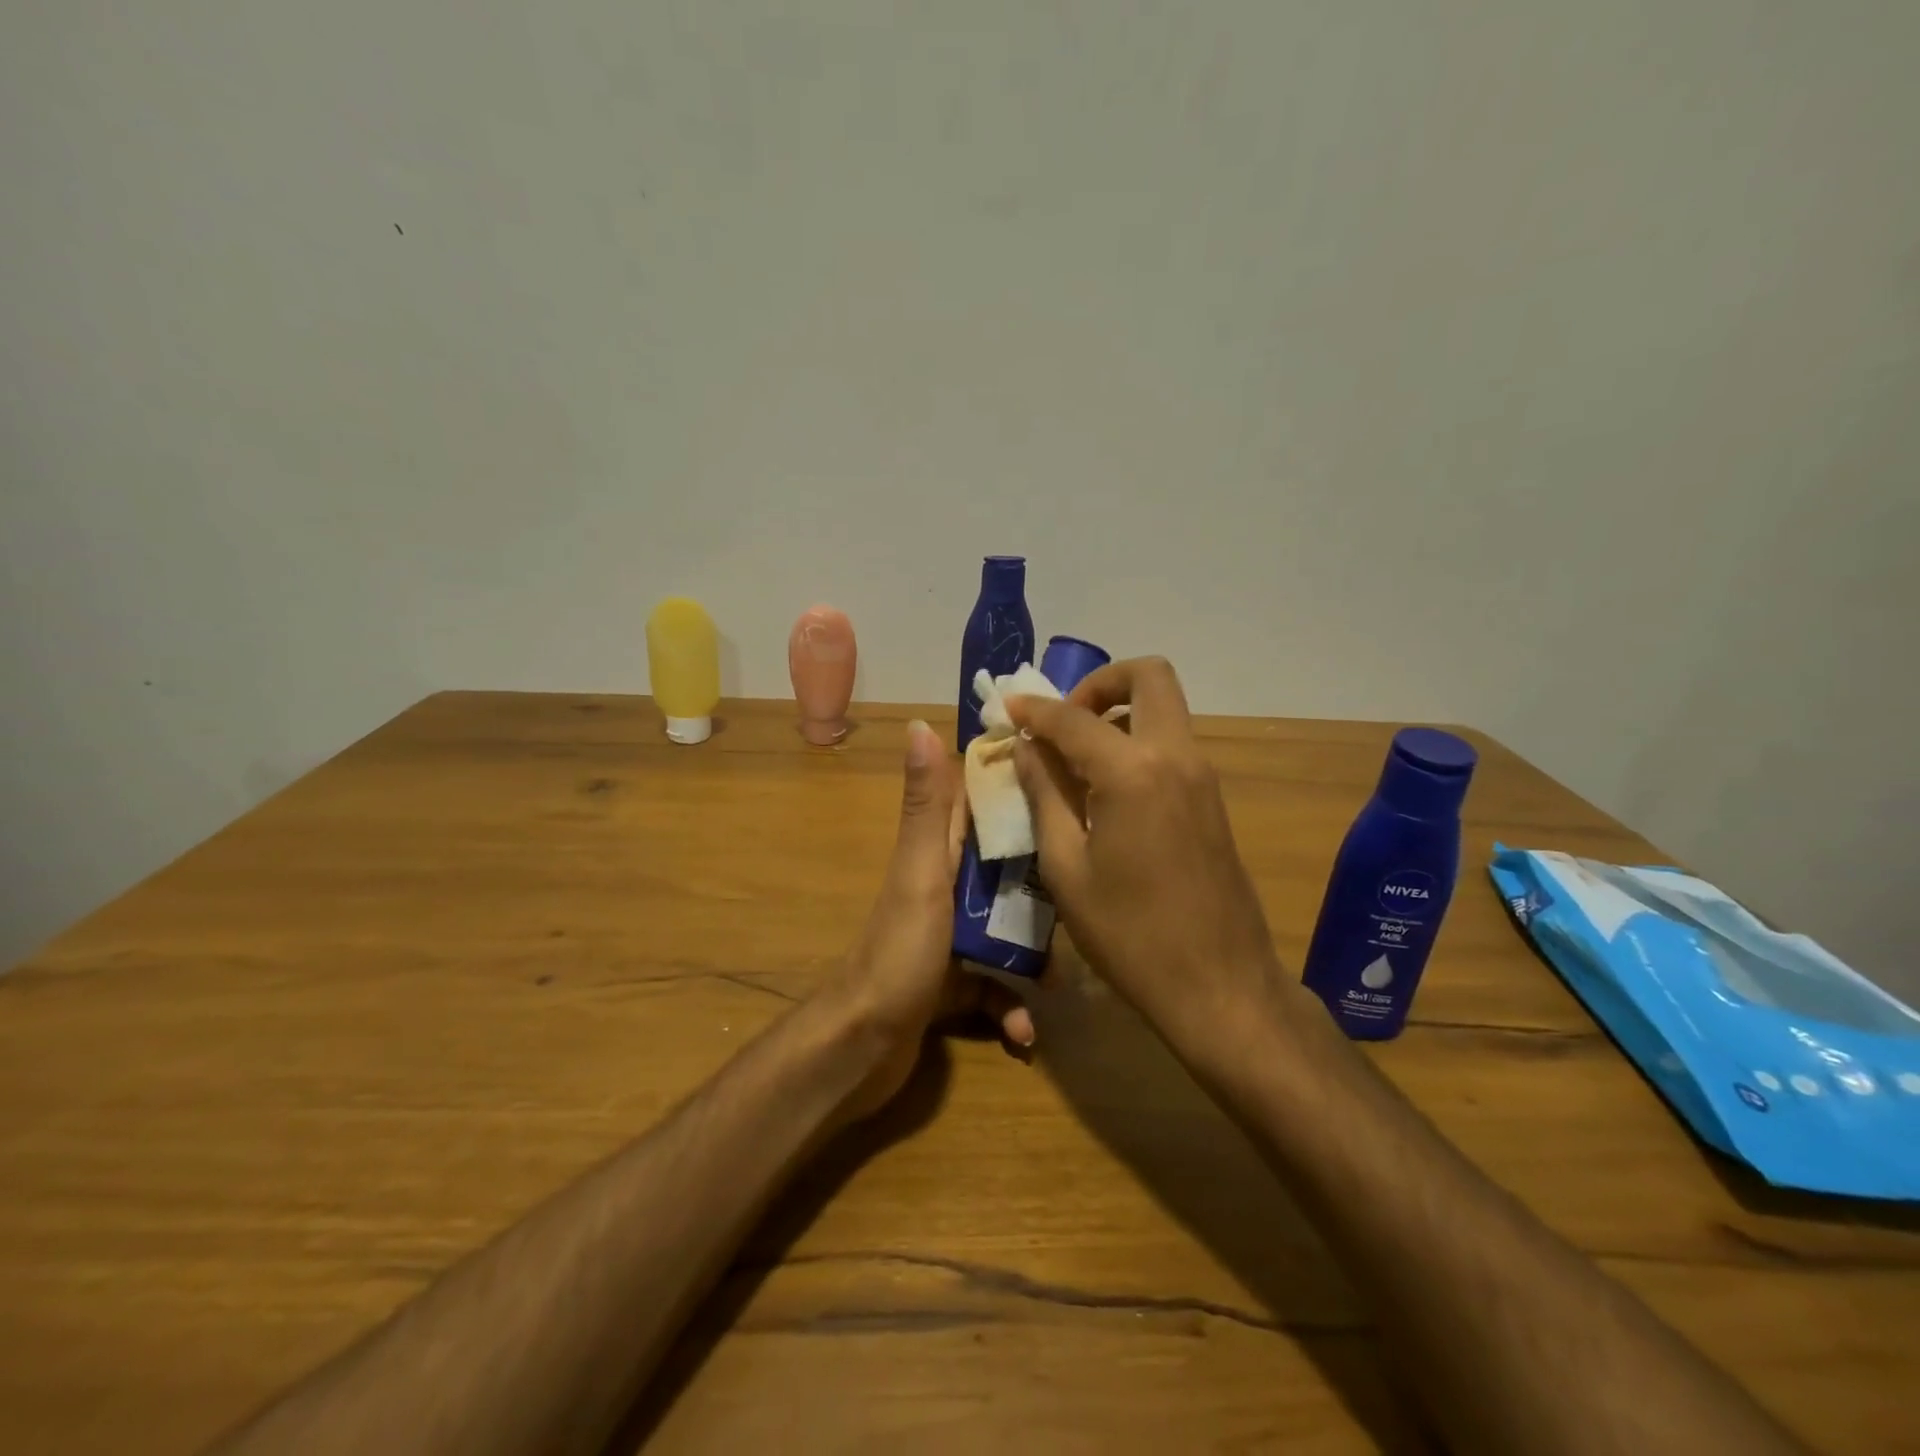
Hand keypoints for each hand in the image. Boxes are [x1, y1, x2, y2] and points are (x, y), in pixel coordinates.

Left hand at [821, 719, 1032, 1120]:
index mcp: (936, 856)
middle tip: (1085, 899)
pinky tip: (1024, 1034)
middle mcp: (942, 889)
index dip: (1018, 790)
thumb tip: (918, 724)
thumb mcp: (921, 875)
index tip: (1069, 783)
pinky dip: (1010, 1009)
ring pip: (1005, 933)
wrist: (862, 1047)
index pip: (977, 806)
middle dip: (1044, 888)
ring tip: (1061, 979)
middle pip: (1004, 873)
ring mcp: (947, 938)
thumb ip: (926, 808)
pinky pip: (994, 988)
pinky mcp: (951, 983)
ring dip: (1034, 957)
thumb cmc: (899, 954)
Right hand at [1006, 659, 1292, 1050]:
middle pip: (1148, 676)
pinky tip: (1105, 788)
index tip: (1007, 708)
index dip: (1034, 710)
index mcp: (1133, 772)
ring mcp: (1201, 776)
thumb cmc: (1129, 934)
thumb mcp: (1066, 868)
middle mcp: (1175, 756)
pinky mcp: (1211, 798)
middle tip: (1062, 723)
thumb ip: (1044, 795)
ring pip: (1164, 707)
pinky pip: (1171, 742)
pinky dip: (1136, 740)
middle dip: (1098, 683)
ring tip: (1075, 756)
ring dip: (1118, 711)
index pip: (1073, 719)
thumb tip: (1026, 748)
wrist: (1220, 985)